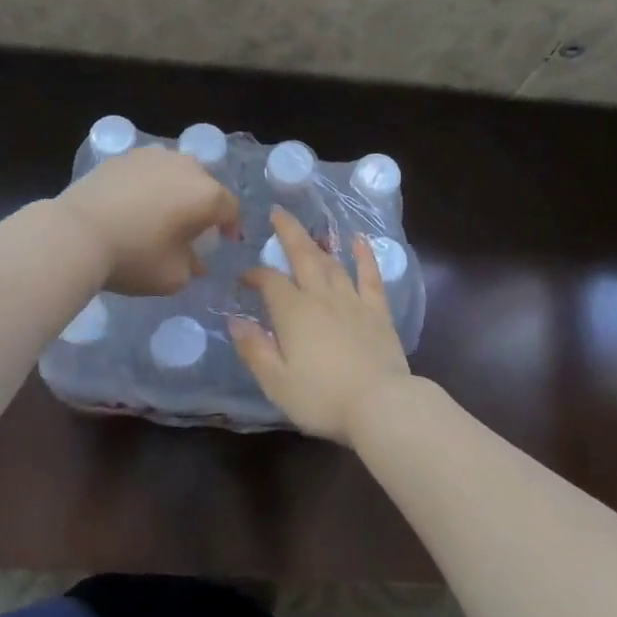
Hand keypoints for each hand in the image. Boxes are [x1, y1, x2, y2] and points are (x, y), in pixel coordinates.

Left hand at [56, 145, 240, 296]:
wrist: (76, 233)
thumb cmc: (134, 257)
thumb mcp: (173, 277)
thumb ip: (193, 267)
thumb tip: (195, 260)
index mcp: (206, 195)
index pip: (230, 209)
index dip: (231, 227)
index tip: (223, 243)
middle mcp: (186, 167)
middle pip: (205, 185)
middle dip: (204, 206)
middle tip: (192, 229)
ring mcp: (154, 156)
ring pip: (177, 172)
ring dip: (177, 190)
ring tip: (163, 211)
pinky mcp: (124, 156)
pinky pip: (149, 170)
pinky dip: (150, 184)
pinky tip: (135, 203)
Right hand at [229, 206, 413, 443]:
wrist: (381, 404)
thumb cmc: (323, 398)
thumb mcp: (277, 383)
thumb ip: (255, 350)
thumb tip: (235, 321)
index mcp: (293, 313)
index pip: (270, 282)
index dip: (255, 275)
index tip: (245, 278)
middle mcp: (322, 297)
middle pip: (303, 256)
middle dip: (288, 233)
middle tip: (278, 212)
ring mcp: (353, 300)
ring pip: (332, 263)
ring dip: (319, 243)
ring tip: (310, 230)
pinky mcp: (378, 311)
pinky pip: (370, 276)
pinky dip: (364, 255)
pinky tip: (360, 240)